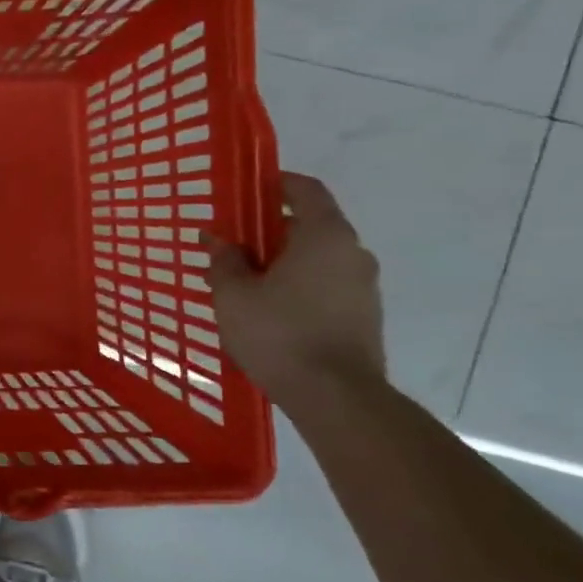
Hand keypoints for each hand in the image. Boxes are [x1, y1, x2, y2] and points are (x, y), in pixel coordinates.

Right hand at [205, 172, 385, 399]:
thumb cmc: (279, 334)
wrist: (336, 397)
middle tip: (230, 246)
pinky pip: (325, 286)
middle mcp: (353, 253)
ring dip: (281, 263)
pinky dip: (296, 286)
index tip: (246, 191)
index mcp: (325, 236)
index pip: (305, 190)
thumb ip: (225, 261)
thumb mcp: (234, 295)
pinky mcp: (363, 317)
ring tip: (242, 284)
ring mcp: (363, 287)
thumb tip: (218, 239)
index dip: (275, 184)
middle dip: (268, 231)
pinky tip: (266, 311)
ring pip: (316, 259)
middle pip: (309, 226)